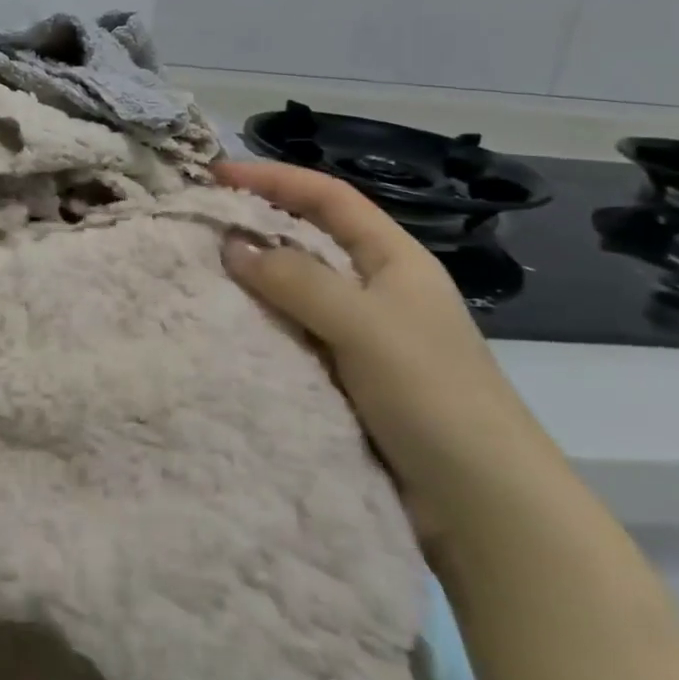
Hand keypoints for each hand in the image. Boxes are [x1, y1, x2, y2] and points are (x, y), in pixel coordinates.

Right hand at [214, 159, 562, 549]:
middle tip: (196, 221)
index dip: (275, 178)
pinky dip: (258, 322)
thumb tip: (231, 244)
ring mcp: (359, 335)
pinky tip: (223, 324)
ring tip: (196, 269)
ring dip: (251, 277)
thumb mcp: (364, 324)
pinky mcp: (342, 376)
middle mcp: (374, 289)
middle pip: (307, 238)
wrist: (481, 505)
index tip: (216, 173)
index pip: (328, 198)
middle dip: (256, 224)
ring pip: (294, 289)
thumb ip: (296, 280)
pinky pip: (290, 332)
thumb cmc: (432, 395)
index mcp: (394, 260)